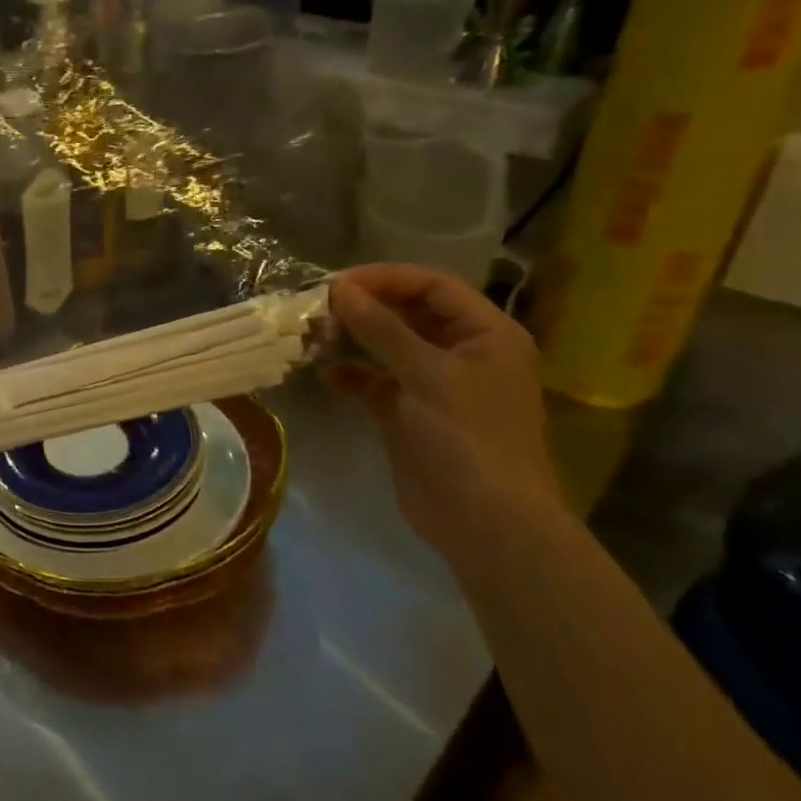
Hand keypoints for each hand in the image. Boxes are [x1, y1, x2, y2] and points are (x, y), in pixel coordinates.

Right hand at [328, 264, 563, 554]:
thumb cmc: (467, 438)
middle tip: (317, 310)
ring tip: (314, 338)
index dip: (385, 279)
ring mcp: (435, 384)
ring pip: (388, 346)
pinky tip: (327, 376)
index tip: (335, 284)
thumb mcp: (426, 375)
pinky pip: (376, 380)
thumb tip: (339, 289)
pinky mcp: (410, 412)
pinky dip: (352, 375)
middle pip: (408, 313)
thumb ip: (381, 329)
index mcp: (486, 334)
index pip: (433, 286)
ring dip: (353, 340)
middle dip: (364, 309)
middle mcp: (463, 352)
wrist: (484, 522)